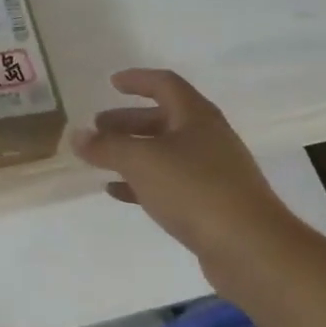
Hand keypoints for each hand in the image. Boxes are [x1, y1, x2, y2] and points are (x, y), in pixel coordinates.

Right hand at [72, 69, 293, 280]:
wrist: (248, 246)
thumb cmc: (194, 190)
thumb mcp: (142, 161)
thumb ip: (106, 147)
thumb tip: (77, 135)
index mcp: (196, 117)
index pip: (165, 85)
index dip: (137, 80)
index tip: (112, 83)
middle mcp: (207, 139)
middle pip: (163, 120)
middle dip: (128, 121)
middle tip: (98, 127)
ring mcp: (211, 173)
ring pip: (164, 153)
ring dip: (132, 152)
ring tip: (101, 159)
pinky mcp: (209, 204)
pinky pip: (168, 184)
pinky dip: (141, 183)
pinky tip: (117, 192)